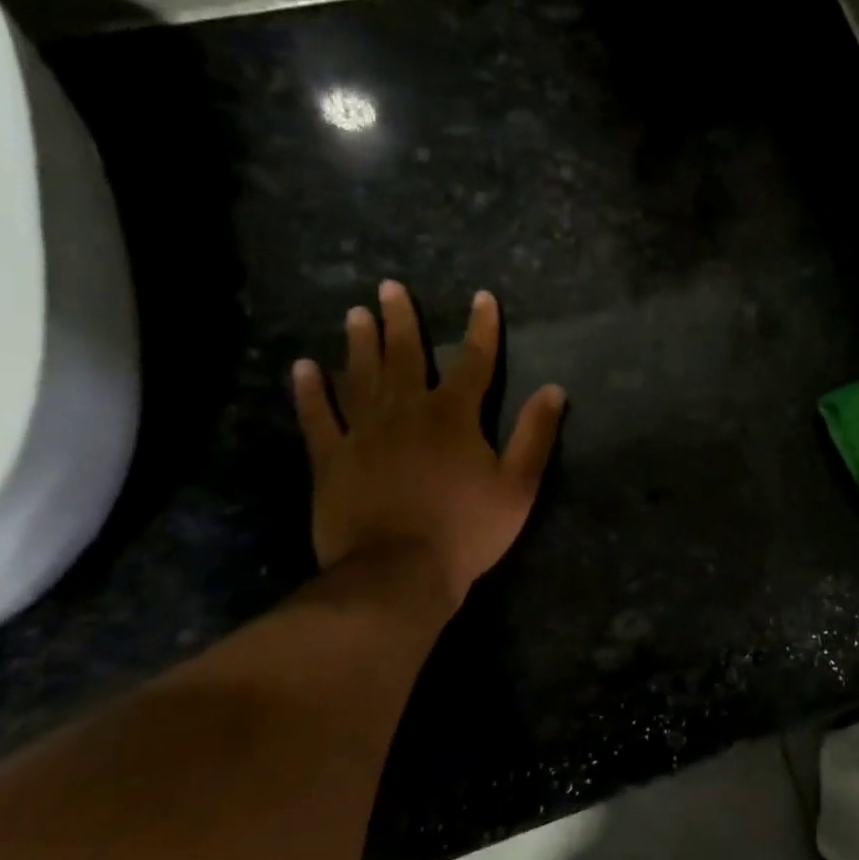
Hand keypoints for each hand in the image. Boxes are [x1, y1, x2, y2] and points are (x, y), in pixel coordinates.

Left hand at [291, 282, 564, 609]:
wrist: (397, 573)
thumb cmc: (467, 529)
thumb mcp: (518, 485)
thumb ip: (535, 435)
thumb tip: (554, 389)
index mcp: (453, 416)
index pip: (474, 362)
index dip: (481, 328)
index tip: (482, 297)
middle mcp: (406, 412)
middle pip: (405, 357)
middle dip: (402, 320)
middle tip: (389, 286)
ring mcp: (363, 433)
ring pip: (360, 377)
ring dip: (359, 344)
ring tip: (356, 313)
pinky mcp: (331, 459)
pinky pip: (317, 418)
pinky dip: (309, 392)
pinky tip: (303, 368)